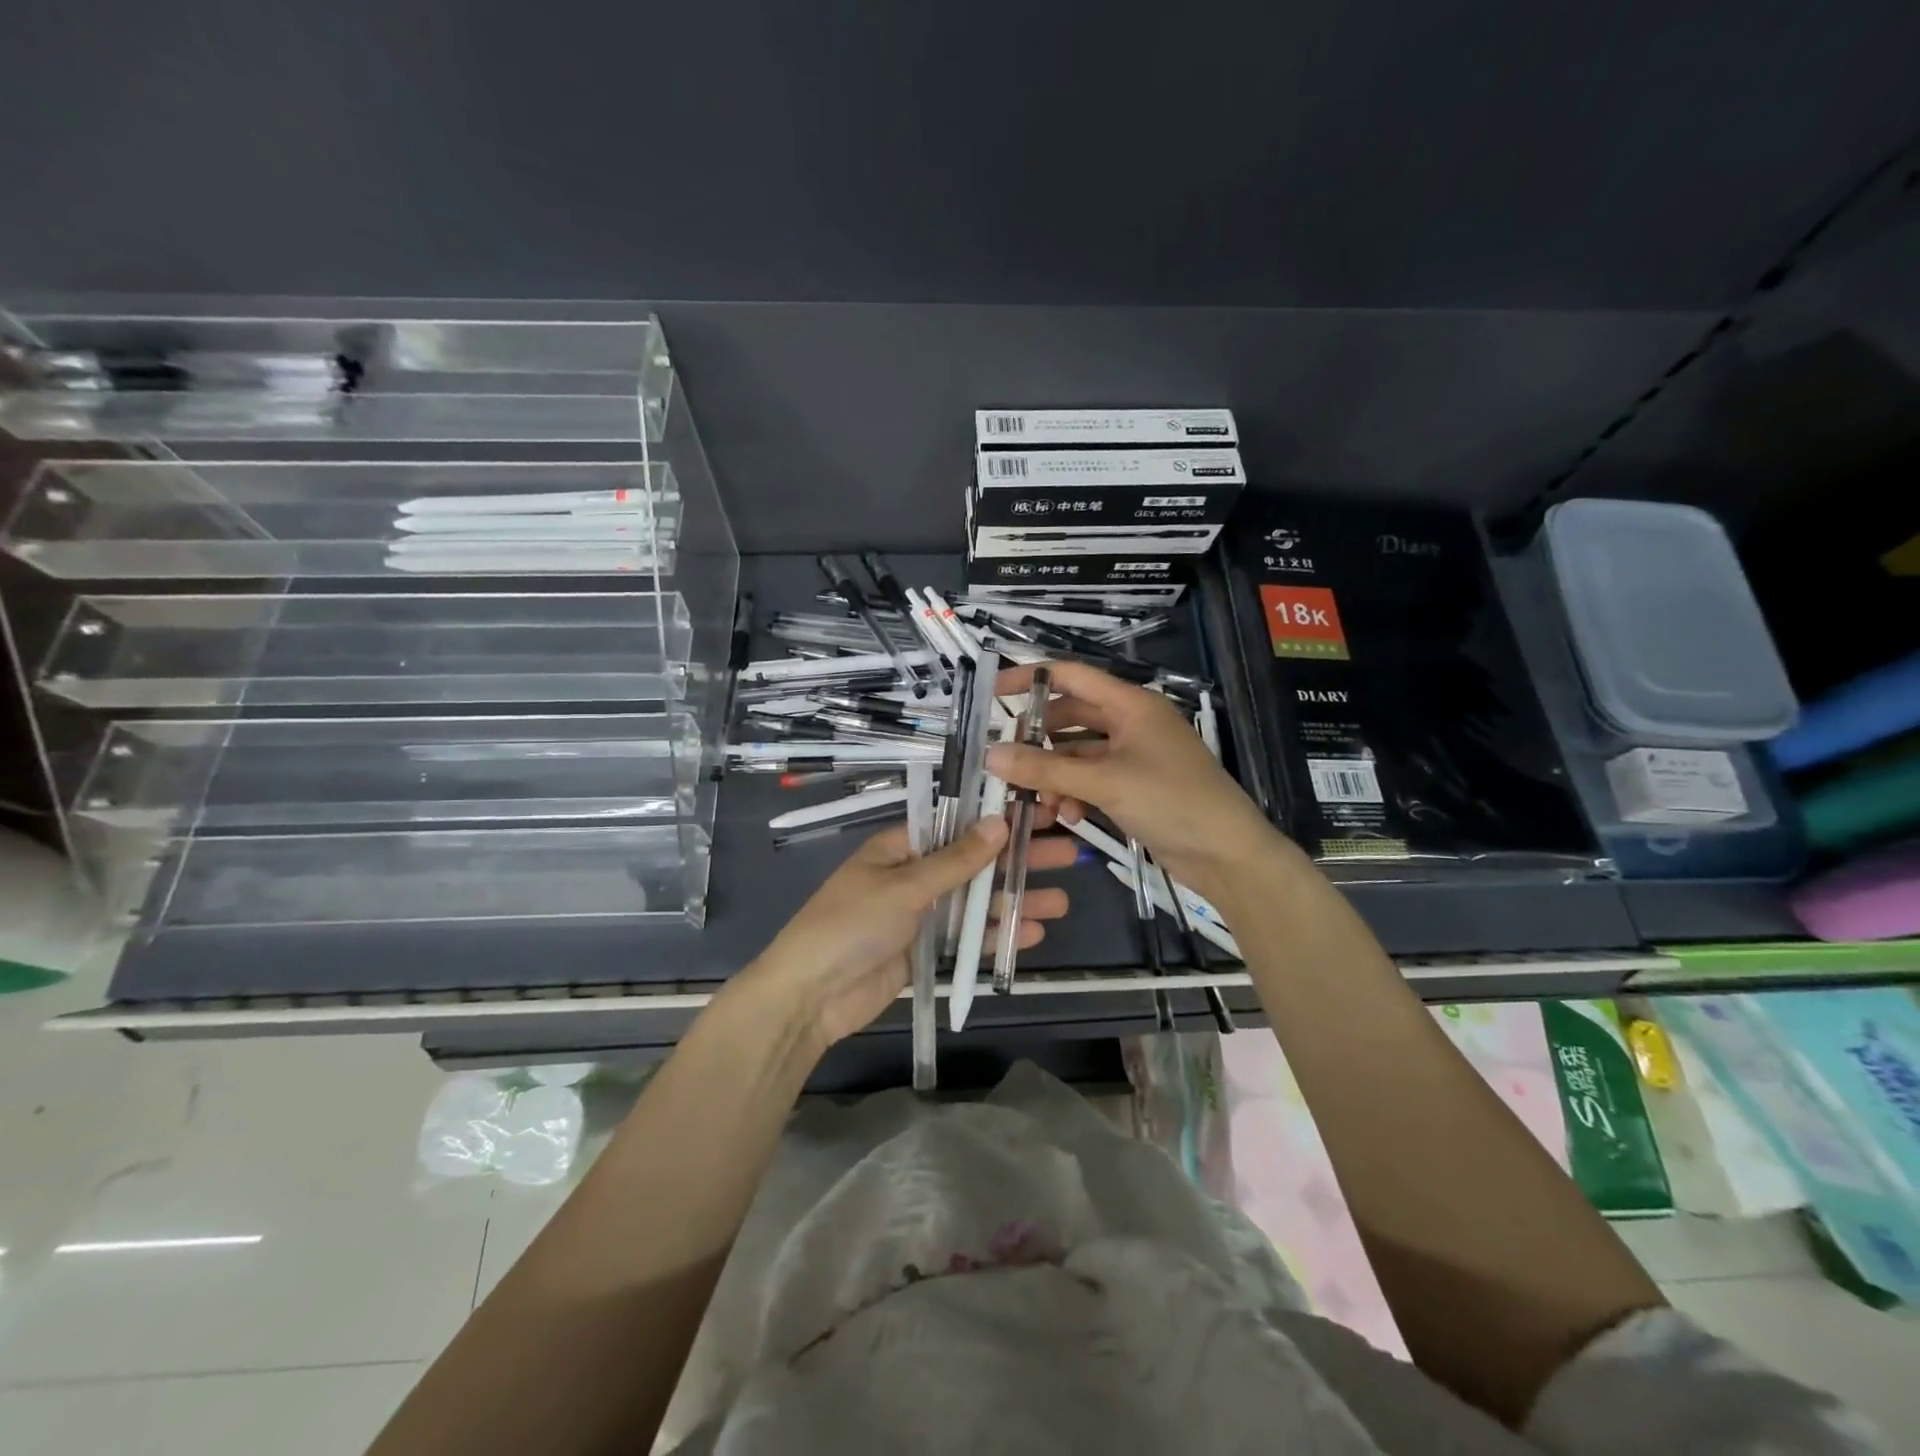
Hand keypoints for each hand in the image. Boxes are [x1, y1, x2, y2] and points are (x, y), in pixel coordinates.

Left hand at [737, 818, 1076, 1048]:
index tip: (1039, 813)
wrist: (809, 997)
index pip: (957, 824)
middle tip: (1068, 853)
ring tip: (1062, 900)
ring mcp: (921, 915)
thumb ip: (955, 860)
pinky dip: (996, 935)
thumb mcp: (904, 887)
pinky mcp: (925, 952)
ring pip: (977, 902)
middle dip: (1018, 860)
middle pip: (975, 863)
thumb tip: (999, 822)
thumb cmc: (850, 926)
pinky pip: (967, 938)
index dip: (998, 819)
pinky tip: (1033, 933)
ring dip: (1015, 901)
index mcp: (901, 847)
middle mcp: (913, 875)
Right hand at [987, 660, 1290, 904]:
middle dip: (1040, 740)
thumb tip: (991, 756)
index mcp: (1131, 704)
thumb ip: (1045, 769)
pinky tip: (1068, 817)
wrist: (1227, 854)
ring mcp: (1134, 755)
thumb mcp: (1104, 782)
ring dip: (1056, 774)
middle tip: (1008, 761)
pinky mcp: (1135, 785)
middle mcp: (1131, 722)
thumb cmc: (1171, 801)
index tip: (992, 692)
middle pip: (1071, 717)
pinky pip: (1093, 779)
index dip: (1030, 679)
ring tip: (1040, 802)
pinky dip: (1076, 793)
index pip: (1070, 676)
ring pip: (1079, 753)